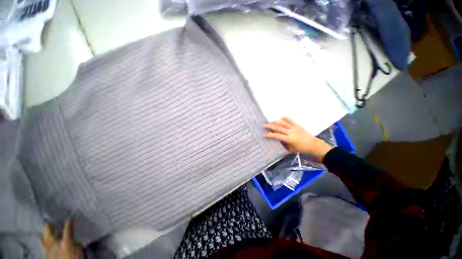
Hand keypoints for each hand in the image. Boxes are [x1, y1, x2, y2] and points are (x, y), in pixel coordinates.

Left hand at [41, 219, 83, 258]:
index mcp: (66, 242)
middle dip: (49, 225)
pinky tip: (41, 239)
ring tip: (45, 230)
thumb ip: (75, 244)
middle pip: (49, 231)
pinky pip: (41, 245)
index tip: (70, 218)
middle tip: (51, 222)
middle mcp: (55, 243)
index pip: (68, 228)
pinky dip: (41, 240)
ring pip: (42, 238)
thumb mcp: (79, 251)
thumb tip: (73, 239)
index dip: (69, 222)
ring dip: (43, 233)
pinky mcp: (44, 254)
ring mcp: (48, 249)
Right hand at [263, 117, 332, 162]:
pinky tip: (281, 117)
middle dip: (270, 126)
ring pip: (283, 123)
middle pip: (279, 128)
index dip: (270, 135)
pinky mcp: (298, 125)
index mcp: (289, 139)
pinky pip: (291, 120)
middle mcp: (291, 132)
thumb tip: (276, 140)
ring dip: (276, 122)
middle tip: (264, 125)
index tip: (264, 134)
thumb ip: (283, 144)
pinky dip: (286, 118)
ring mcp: (294, 128)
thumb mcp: (291, 149)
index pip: (277, 136)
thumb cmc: (301, 149)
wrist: (313, 145)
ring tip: (271, 122)